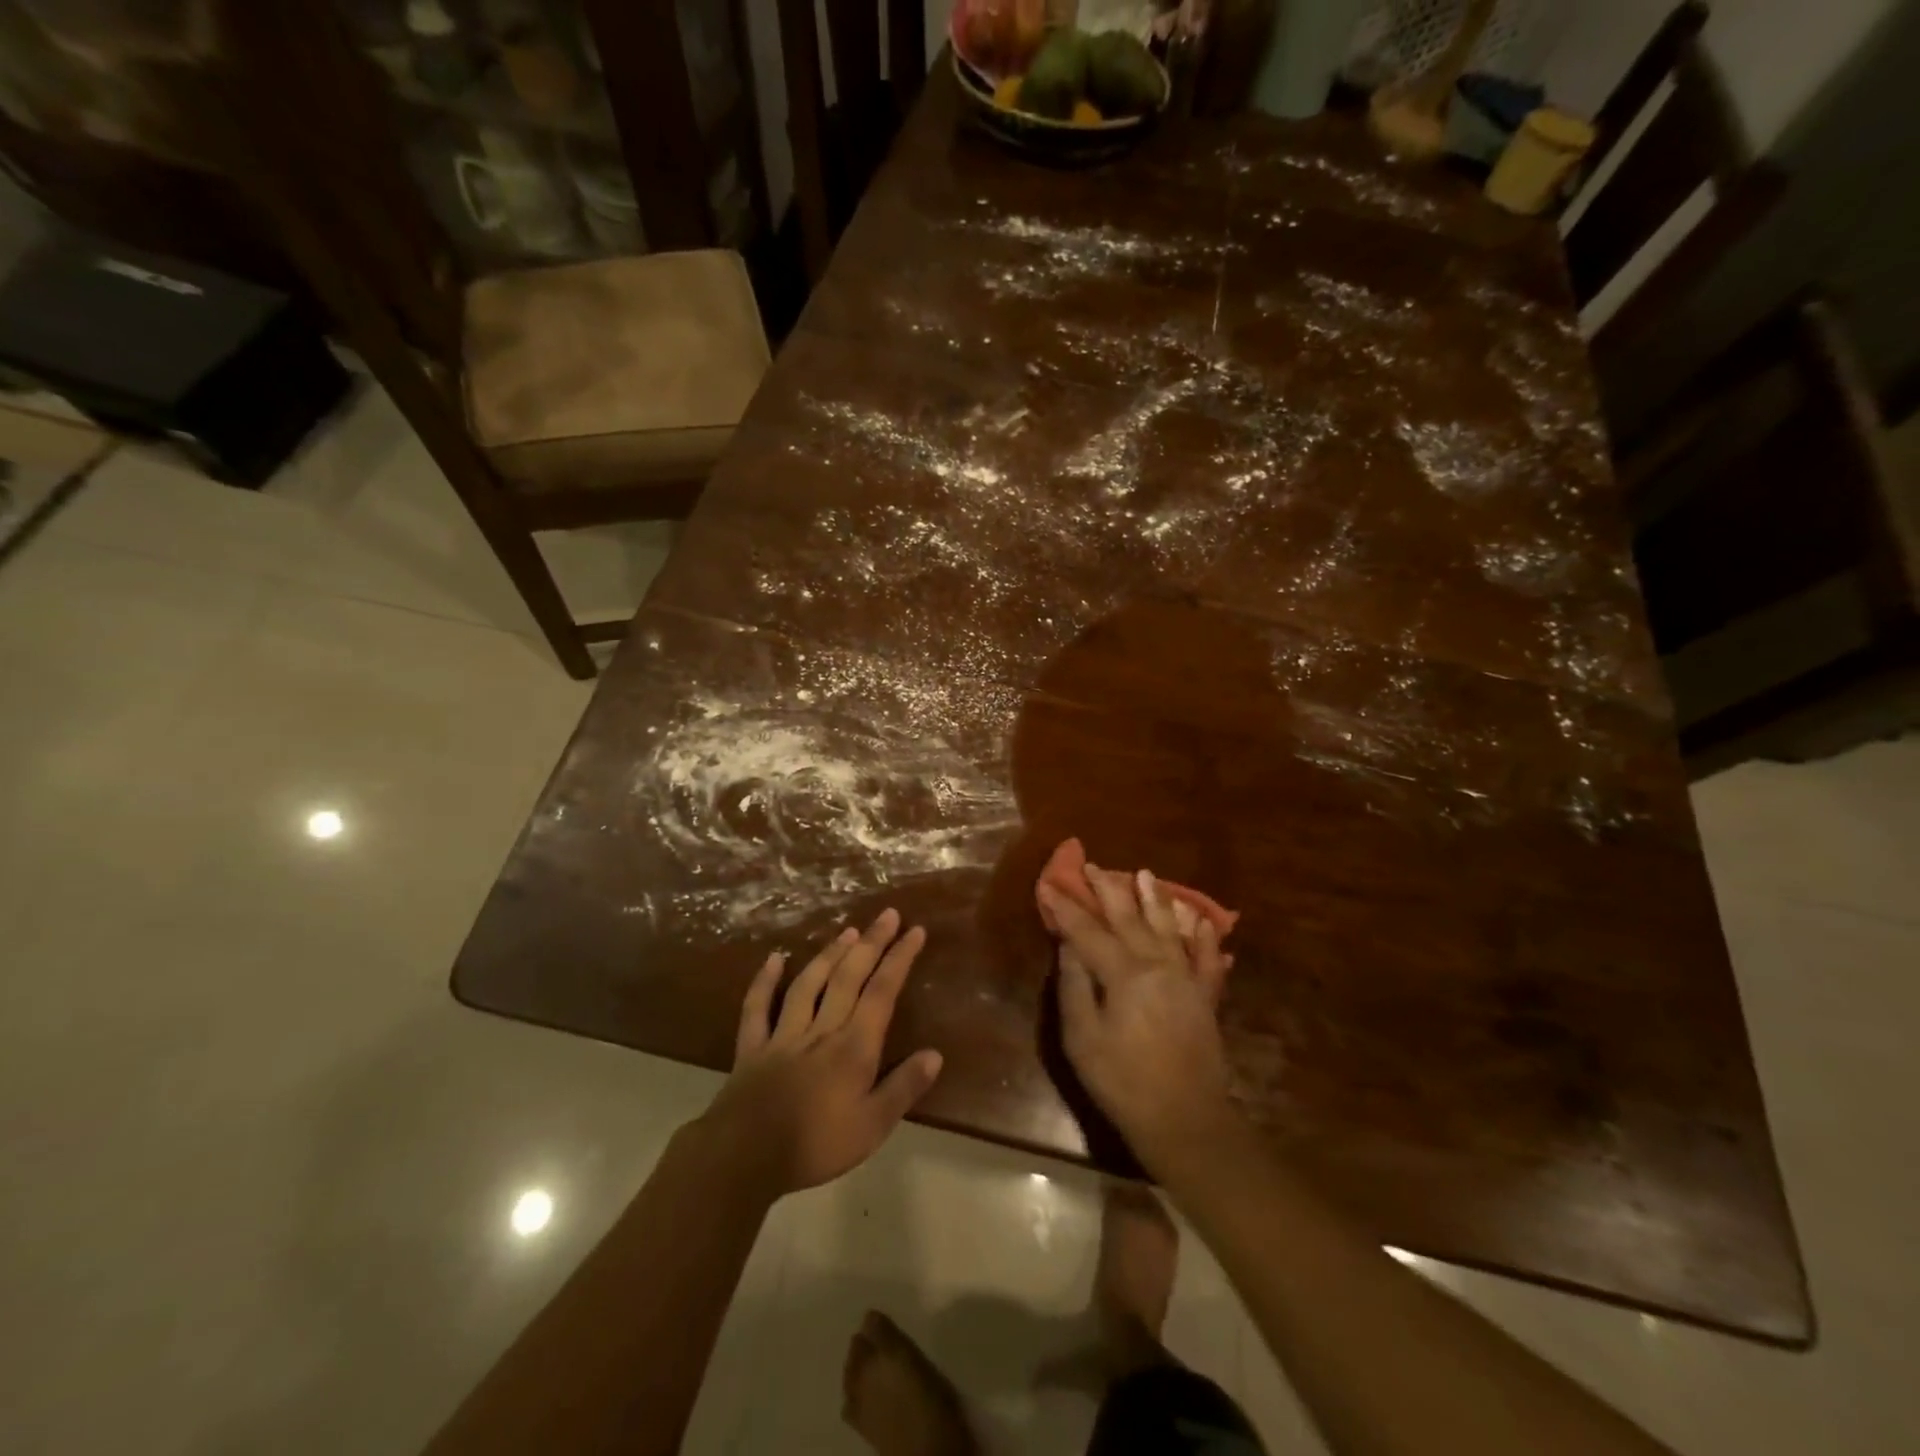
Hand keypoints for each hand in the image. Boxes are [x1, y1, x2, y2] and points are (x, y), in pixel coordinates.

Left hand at [698, 909, 942, 1196]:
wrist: (743, 1158)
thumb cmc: (815, 1145)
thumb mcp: (872, 1127)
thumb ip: (903, 1088)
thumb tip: (935, 1054)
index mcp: (853, 1047)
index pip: (882, 992)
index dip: (900, 959)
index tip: (915, 930)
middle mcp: (822, 1029)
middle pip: (849, 977)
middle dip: (871, 943)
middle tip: (887, 915)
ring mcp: (784, 1034)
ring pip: (810, 984)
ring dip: (830, 955)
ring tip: (847, 930)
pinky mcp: (753, 1047)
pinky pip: (758, 1007)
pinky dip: (765, 981)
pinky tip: (774, 958)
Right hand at [1040, 866, 1237, 1171]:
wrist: (1185, 1120)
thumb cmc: (1123, 1082)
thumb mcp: (1082, 1039)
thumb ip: (1074, 987)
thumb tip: (1069, 946)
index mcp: (1124, 974)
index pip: (1088, 931)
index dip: (1066, 908)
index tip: (1050, 884)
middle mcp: (1157, 965)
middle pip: (1129, 919)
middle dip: (1108, 890)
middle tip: (1094, 866)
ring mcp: (1186, 978)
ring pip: (1168, 927)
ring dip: (1155, 899)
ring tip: (1145, 874)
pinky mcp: (1205, 997)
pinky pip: (1207, 959)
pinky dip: (1204, 937)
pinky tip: (1201, 921)